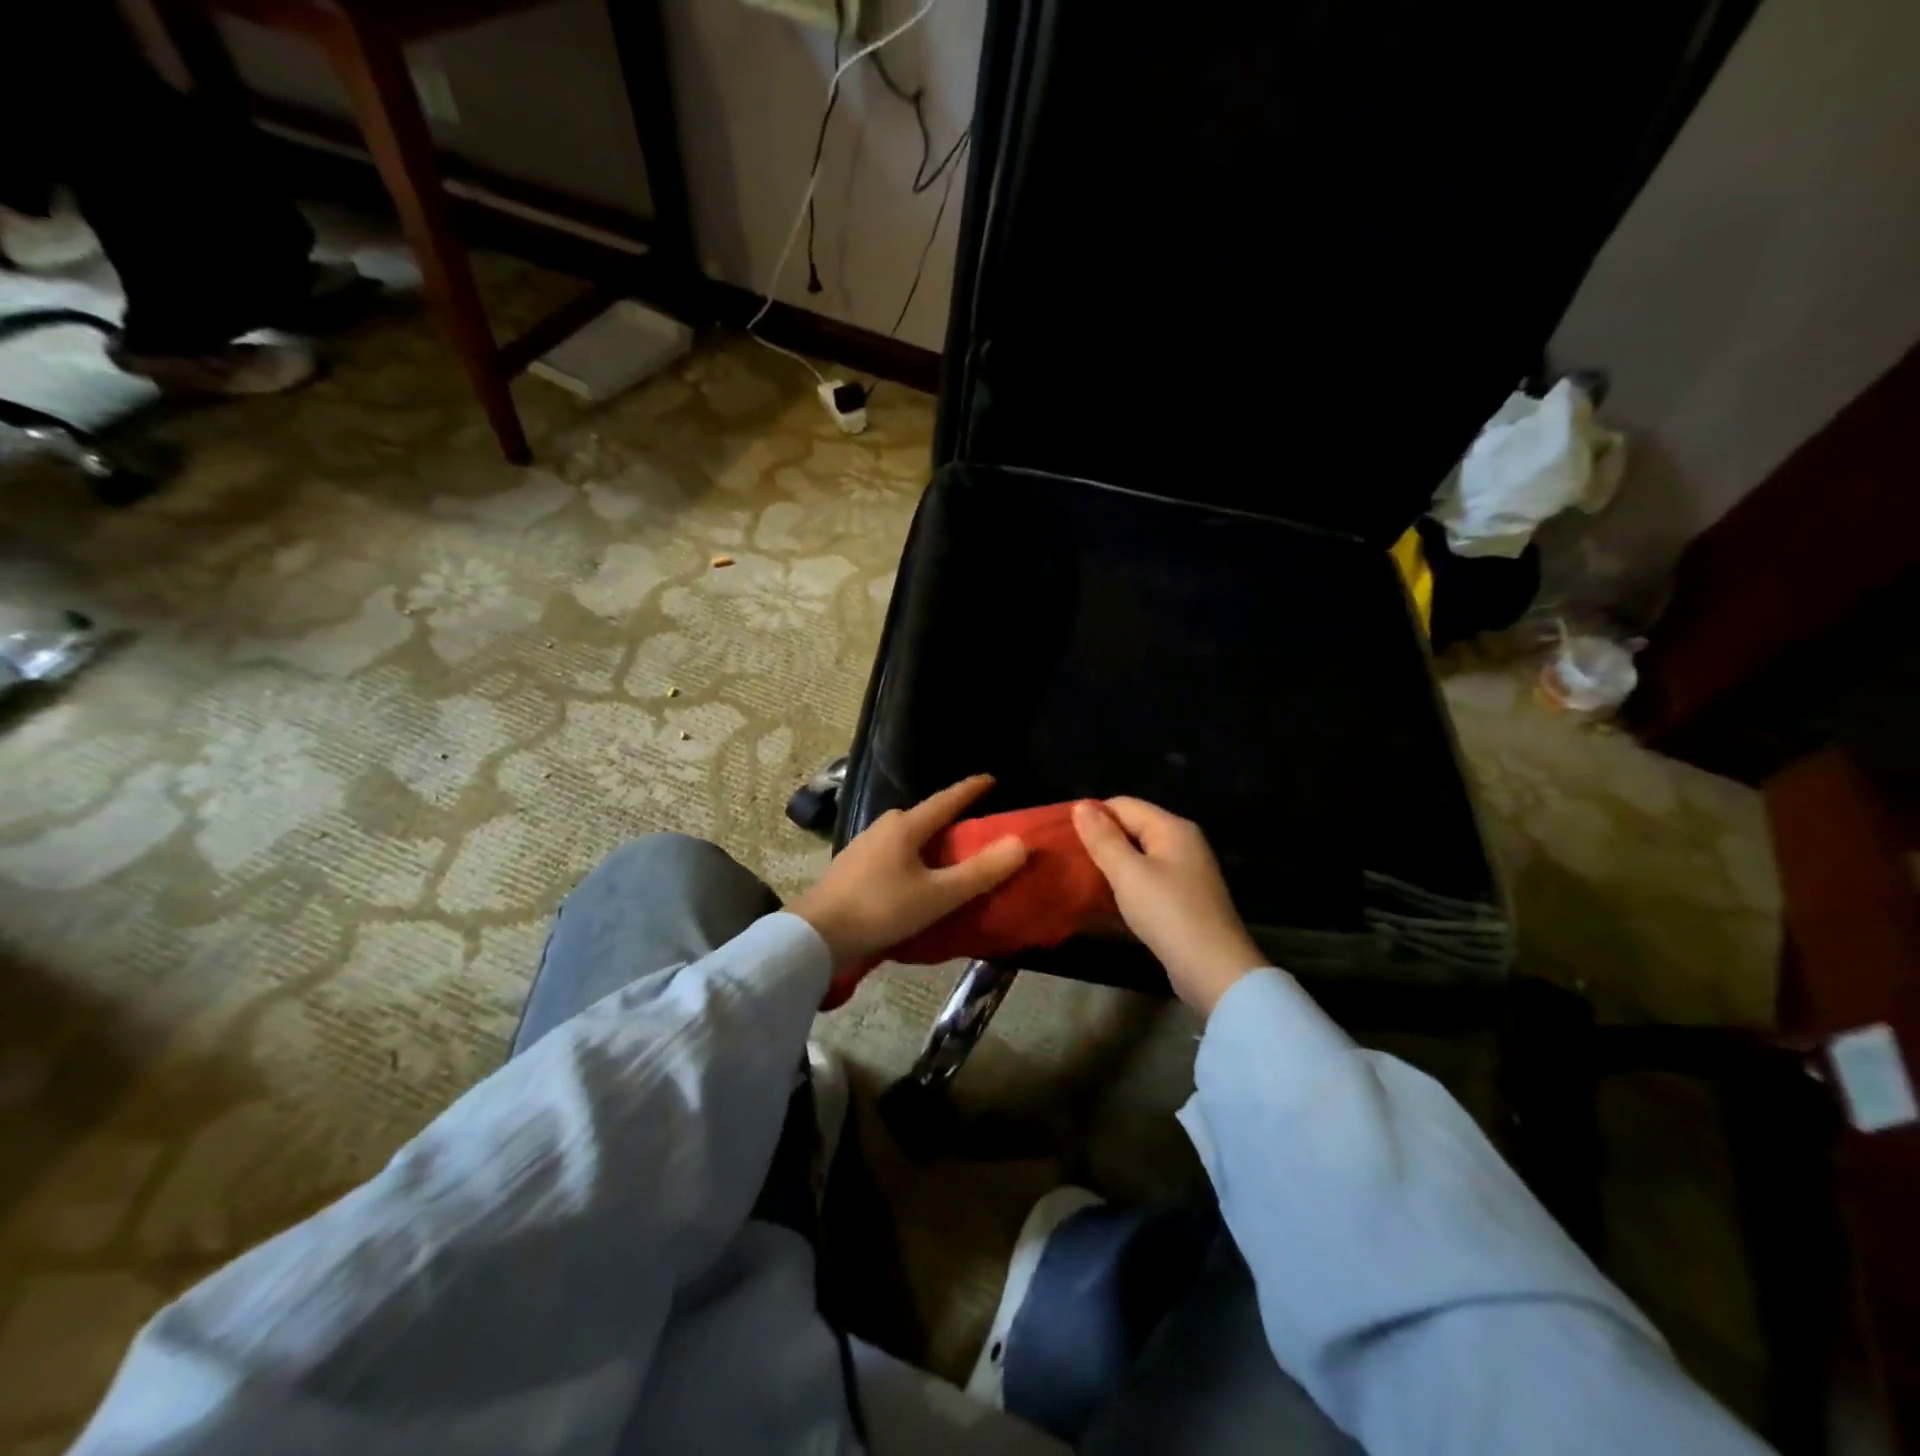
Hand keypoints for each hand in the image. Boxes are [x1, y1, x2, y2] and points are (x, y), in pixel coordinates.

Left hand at [795, 775, 1027, 1003]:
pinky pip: (889, 854)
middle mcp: (882, 828)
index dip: (970, 790)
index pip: (946, 800)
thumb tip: (1020, 843)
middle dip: (947, 819)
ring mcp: (862, 847)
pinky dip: (908, 860)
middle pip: (923, 817)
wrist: (816, 936)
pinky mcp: (850, 868)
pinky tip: (910, 879)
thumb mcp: (938, 895)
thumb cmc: (881, 910)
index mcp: (905, 827)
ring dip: (926, 842)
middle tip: (971, 830)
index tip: (990, 779)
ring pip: (904, 836)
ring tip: (944, 859)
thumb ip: (981, 872)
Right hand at [1072, 798, 1265, 1015]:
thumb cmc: (1168, 913)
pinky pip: (1145, 881)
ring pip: (1137, 858)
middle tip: (1065, 859)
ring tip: (1076, 878)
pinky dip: (1124, 886)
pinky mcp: (1181, 901)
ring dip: (1109, 866)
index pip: (1123, 805)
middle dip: (1099, 841)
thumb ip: (1103, 838)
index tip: (1061, 836)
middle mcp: (1182, 844)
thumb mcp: (1128, 873)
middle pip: (1131, 829)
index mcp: (1172, 828)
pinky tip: (1101, 901)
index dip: (1092, 816)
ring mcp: (1184, 874)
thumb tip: (1080, 805)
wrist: (1213, 971)